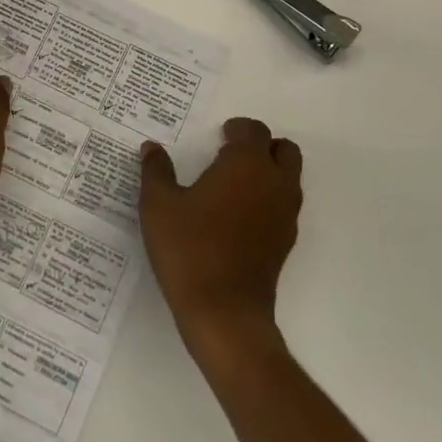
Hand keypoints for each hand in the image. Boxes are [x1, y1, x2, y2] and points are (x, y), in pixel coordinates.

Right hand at [139, 117, 302, 368]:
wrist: (224, 313)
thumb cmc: (189, 249)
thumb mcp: (159, 205)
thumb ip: (156, 171)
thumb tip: (152, 148)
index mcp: (247, 164)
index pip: (254, 130)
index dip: (237, 129)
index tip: (219, 135)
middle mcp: (274, 183)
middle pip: (284, 150)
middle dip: (261, 146)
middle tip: (230, 155)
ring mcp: (285, 215)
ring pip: (289, 178)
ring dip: (269, 172)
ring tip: (232, 185)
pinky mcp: (286, 243)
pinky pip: (284, 206)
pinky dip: (268, 200)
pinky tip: (238, 216)